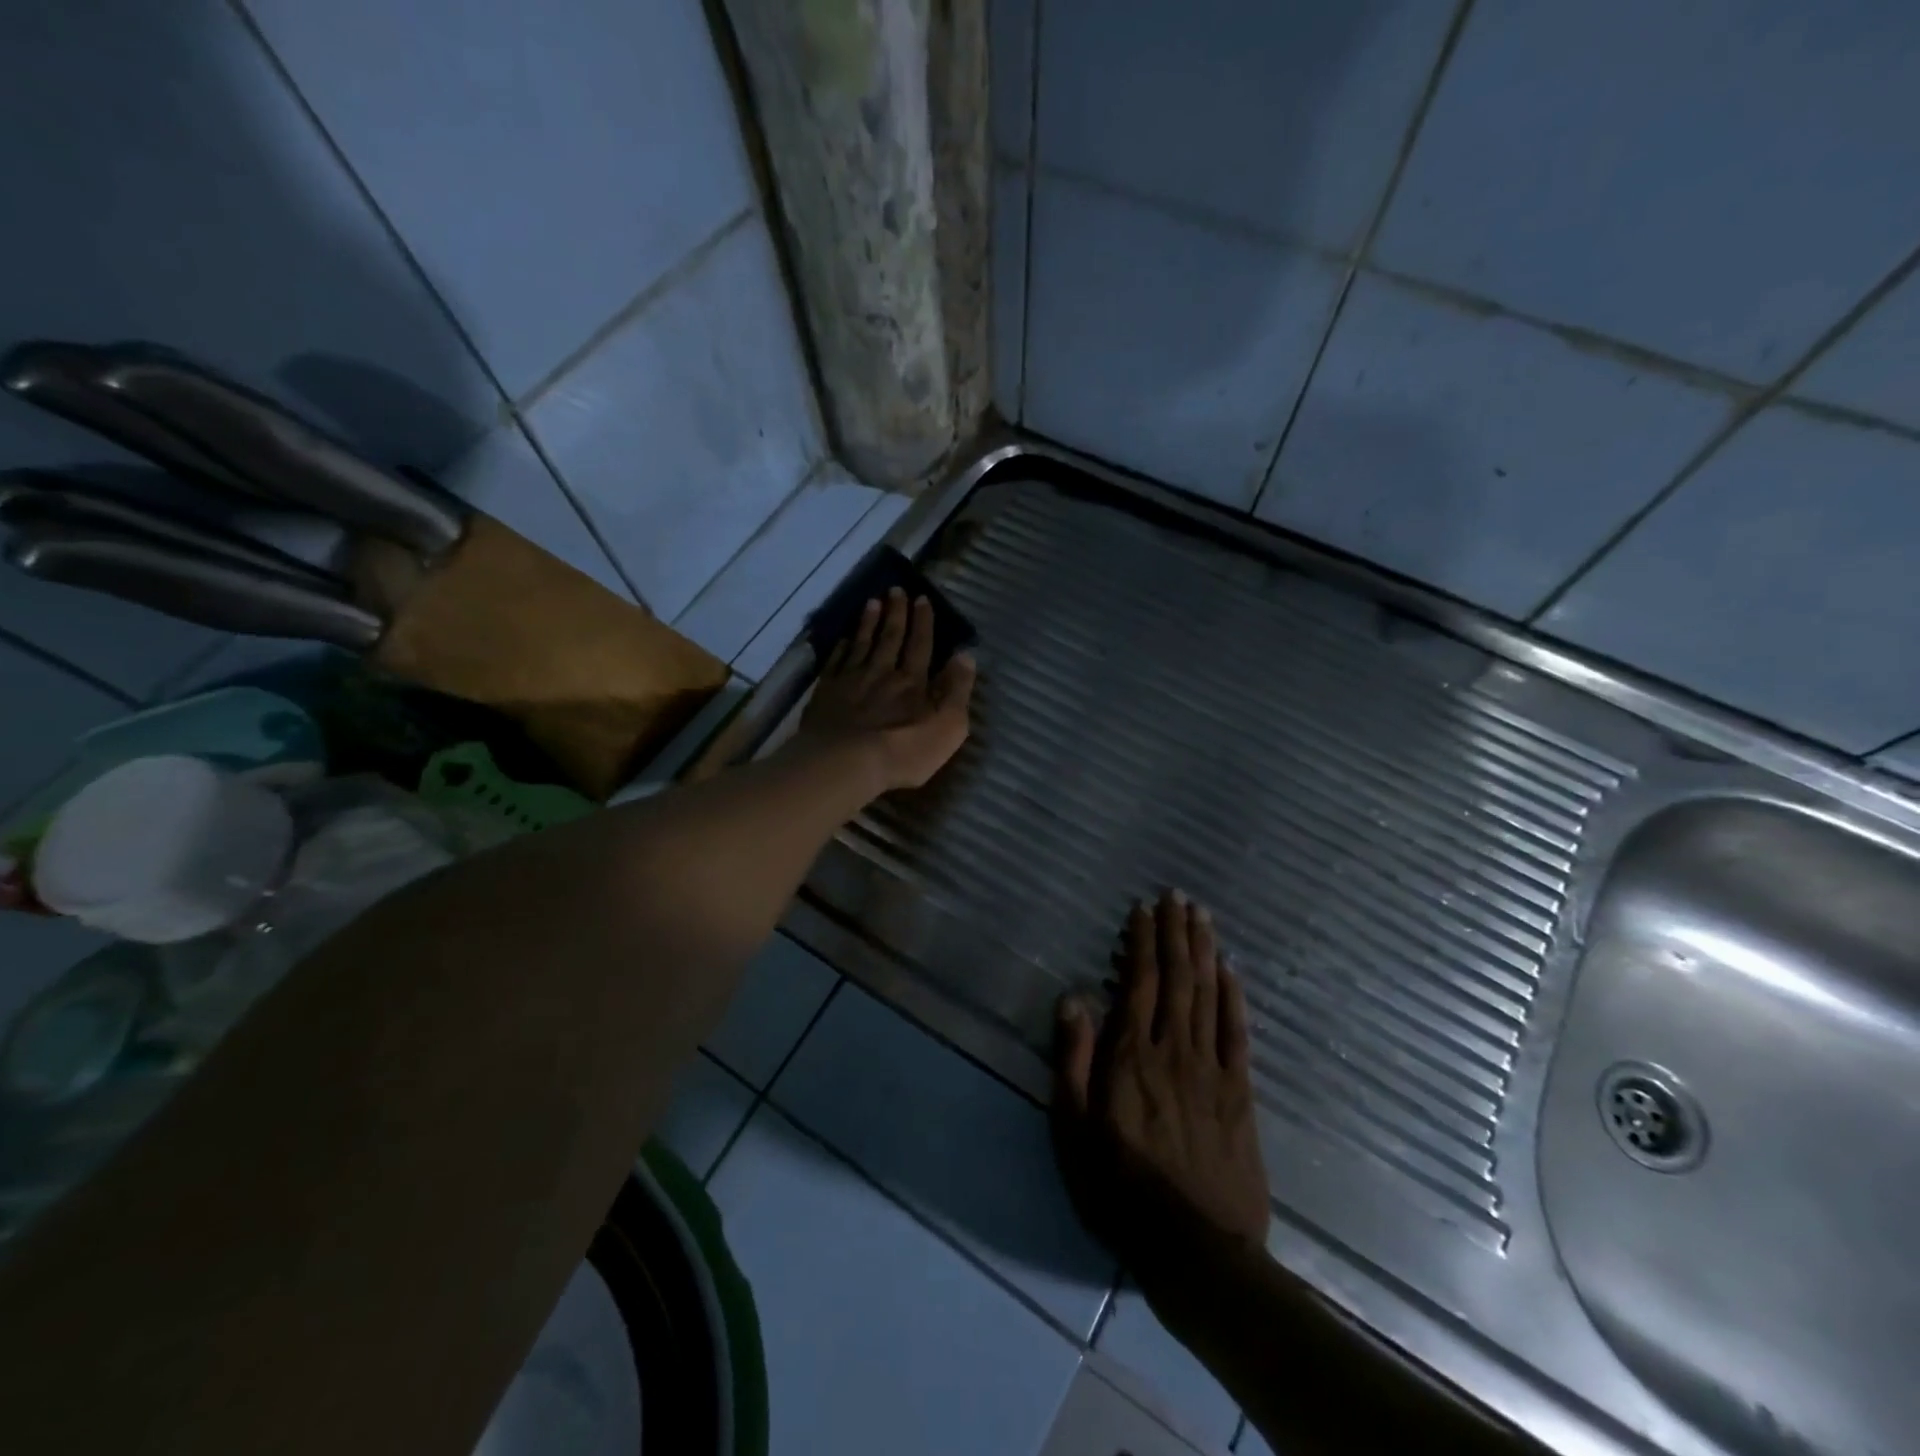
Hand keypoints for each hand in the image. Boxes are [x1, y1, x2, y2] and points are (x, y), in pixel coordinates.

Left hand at [798, 587, 977, 793]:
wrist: (846, 763)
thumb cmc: (904, 751)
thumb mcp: (948, 726)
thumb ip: (957, 690)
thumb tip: (966, 656)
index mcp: (913, 681)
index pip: (921, 645)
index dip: (923, 622)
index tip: (922, 599)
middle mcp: (882, 673)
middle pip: (890, 637)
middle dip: (895, 613)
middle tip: (896, 589)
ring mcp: (851, 681)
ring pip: (862, 644)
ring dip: (868, 622)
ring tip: (872, 602)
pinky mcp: (826, 693)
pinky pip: (835, 663)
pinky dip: (841, 648)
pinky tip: (843, 639)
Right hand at [1053, 891, 1270, 1285]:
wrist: (1197, 1249)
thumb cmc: (1121, 1189)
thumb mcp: (1074, 1131)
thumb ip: (1073, 1061)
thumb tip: (1072, 998)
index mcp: (1131, 1057)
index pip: (1138, 983)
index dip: (1141, 942)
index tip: (1143, 909)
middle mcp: (1173, 1050)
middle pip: (1177, 978)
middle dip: (1176, 933)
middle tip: (1177, 895)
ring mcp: (1212, 1070)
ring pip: (1208, 995)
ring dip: (1203, 951)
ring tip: (1201, 916)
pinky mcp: (1240, 1093)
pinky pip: (1238, 1033)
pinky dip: (1234, 997)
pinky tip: (1231, 970)